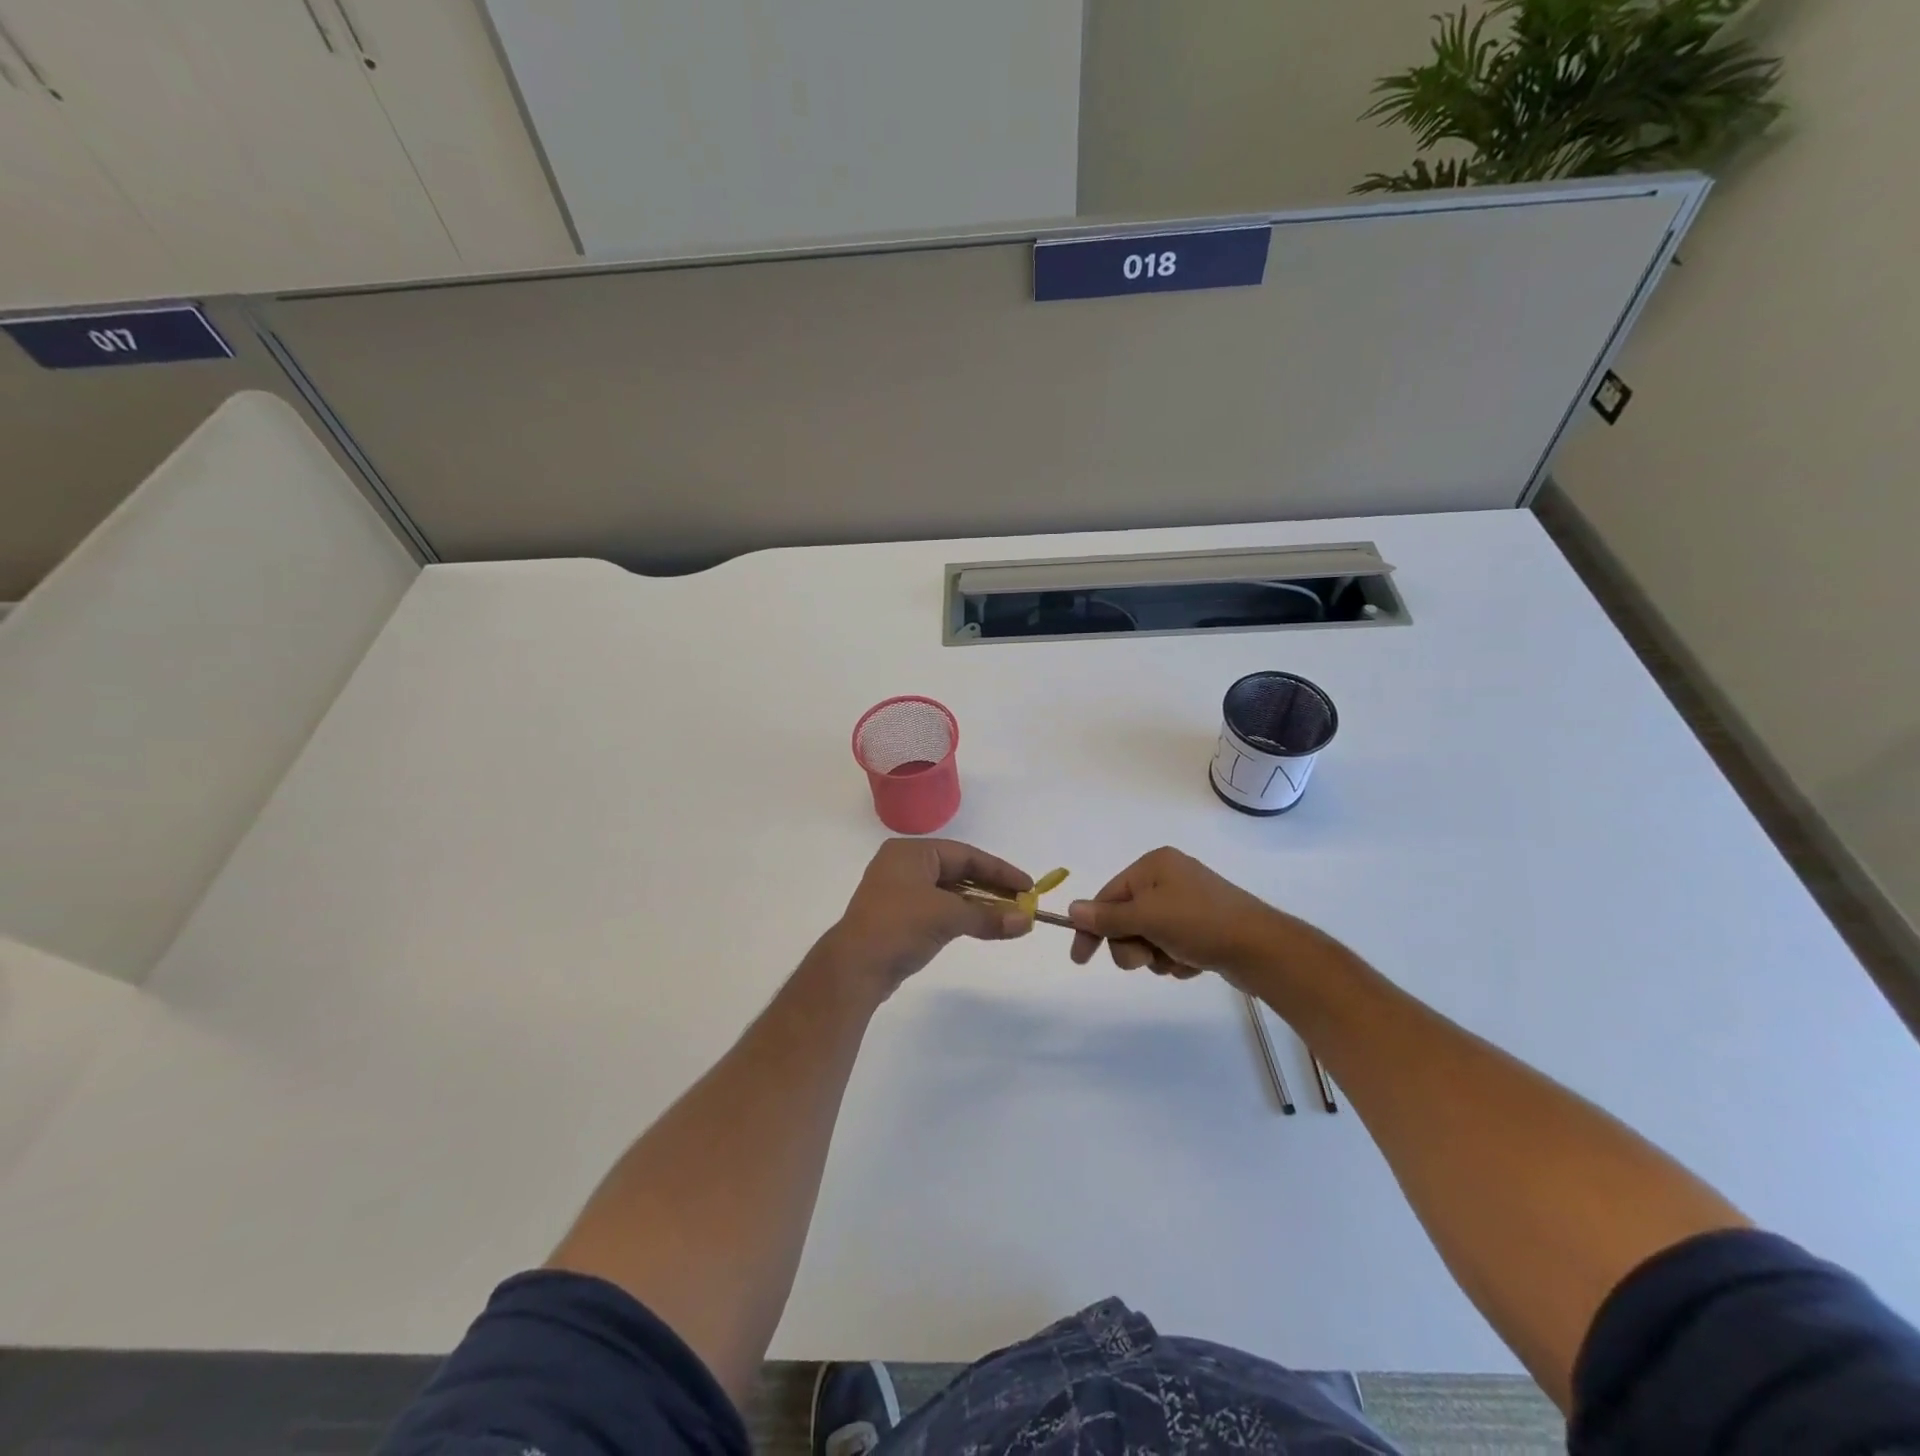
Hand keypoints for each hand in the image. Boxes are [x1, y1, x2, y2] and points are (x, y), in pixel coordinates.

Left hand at [824, 839, 1032, 996]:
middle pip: (959, 872)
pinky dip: (961, 916)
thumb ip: (989, 916)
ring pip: (949, 892)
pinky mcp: (899, 917)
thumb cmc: (900, 926)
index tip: (1028, 886)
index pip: (966, 855)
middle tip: (1023, 903)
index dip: (1000, 870)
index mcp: (912, 852)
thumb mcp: (948, 916)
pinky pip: (939, 909)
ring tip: (1009, 917)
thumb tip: (1027, 921)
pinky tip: (982, 926)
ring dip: (978, 905)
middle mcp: (904, 865)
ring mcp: (899, 891)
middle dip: (991, 888)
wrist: (854, 968)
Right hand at [1067, 846, 1305, 989]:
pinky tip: (1193, 963)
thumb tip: (1071, 909)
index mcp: (1154, 866)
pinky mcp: (1202, 927)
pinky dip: (1175, 959)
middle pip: (1126, 919)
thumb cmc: (1200, 924)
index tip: (1080, 959)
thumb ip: (1107, 917)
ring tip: (1177, 960)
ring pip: (1147, 937)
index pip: (1107, 896)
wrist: (1262, 949)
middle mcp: (1169, 879)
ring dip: (1155, 955)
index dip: (1092, 928)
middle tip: (1149, 957)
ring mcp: (1187, 903)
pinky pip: (1170, 945)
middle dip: (1133, 945)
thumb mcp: (1147, 919)